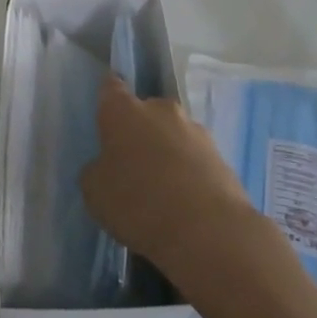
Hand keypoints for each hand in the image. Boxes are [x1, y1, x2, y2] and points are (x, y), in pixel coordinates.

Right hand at [83, 78, 264, 284]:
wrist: (207, 230)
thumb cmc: (138, 202)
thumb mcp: (95, 191)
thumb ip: (98, 169)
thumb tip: (109, 165)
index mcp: (123, 111)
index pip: (111, 88)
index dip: (107, 98)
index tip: (105, 112)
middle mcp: (160, 109)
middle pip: (145, 112)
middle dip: (139, 130)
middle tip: (132, 162)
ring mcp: (195, 130)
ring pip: (173, 134)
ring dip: (166, 150)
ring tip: (161, 187)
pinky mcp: (221, 155)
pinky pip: (194, 157)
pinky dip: (188, 170)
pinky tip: (184, 200)